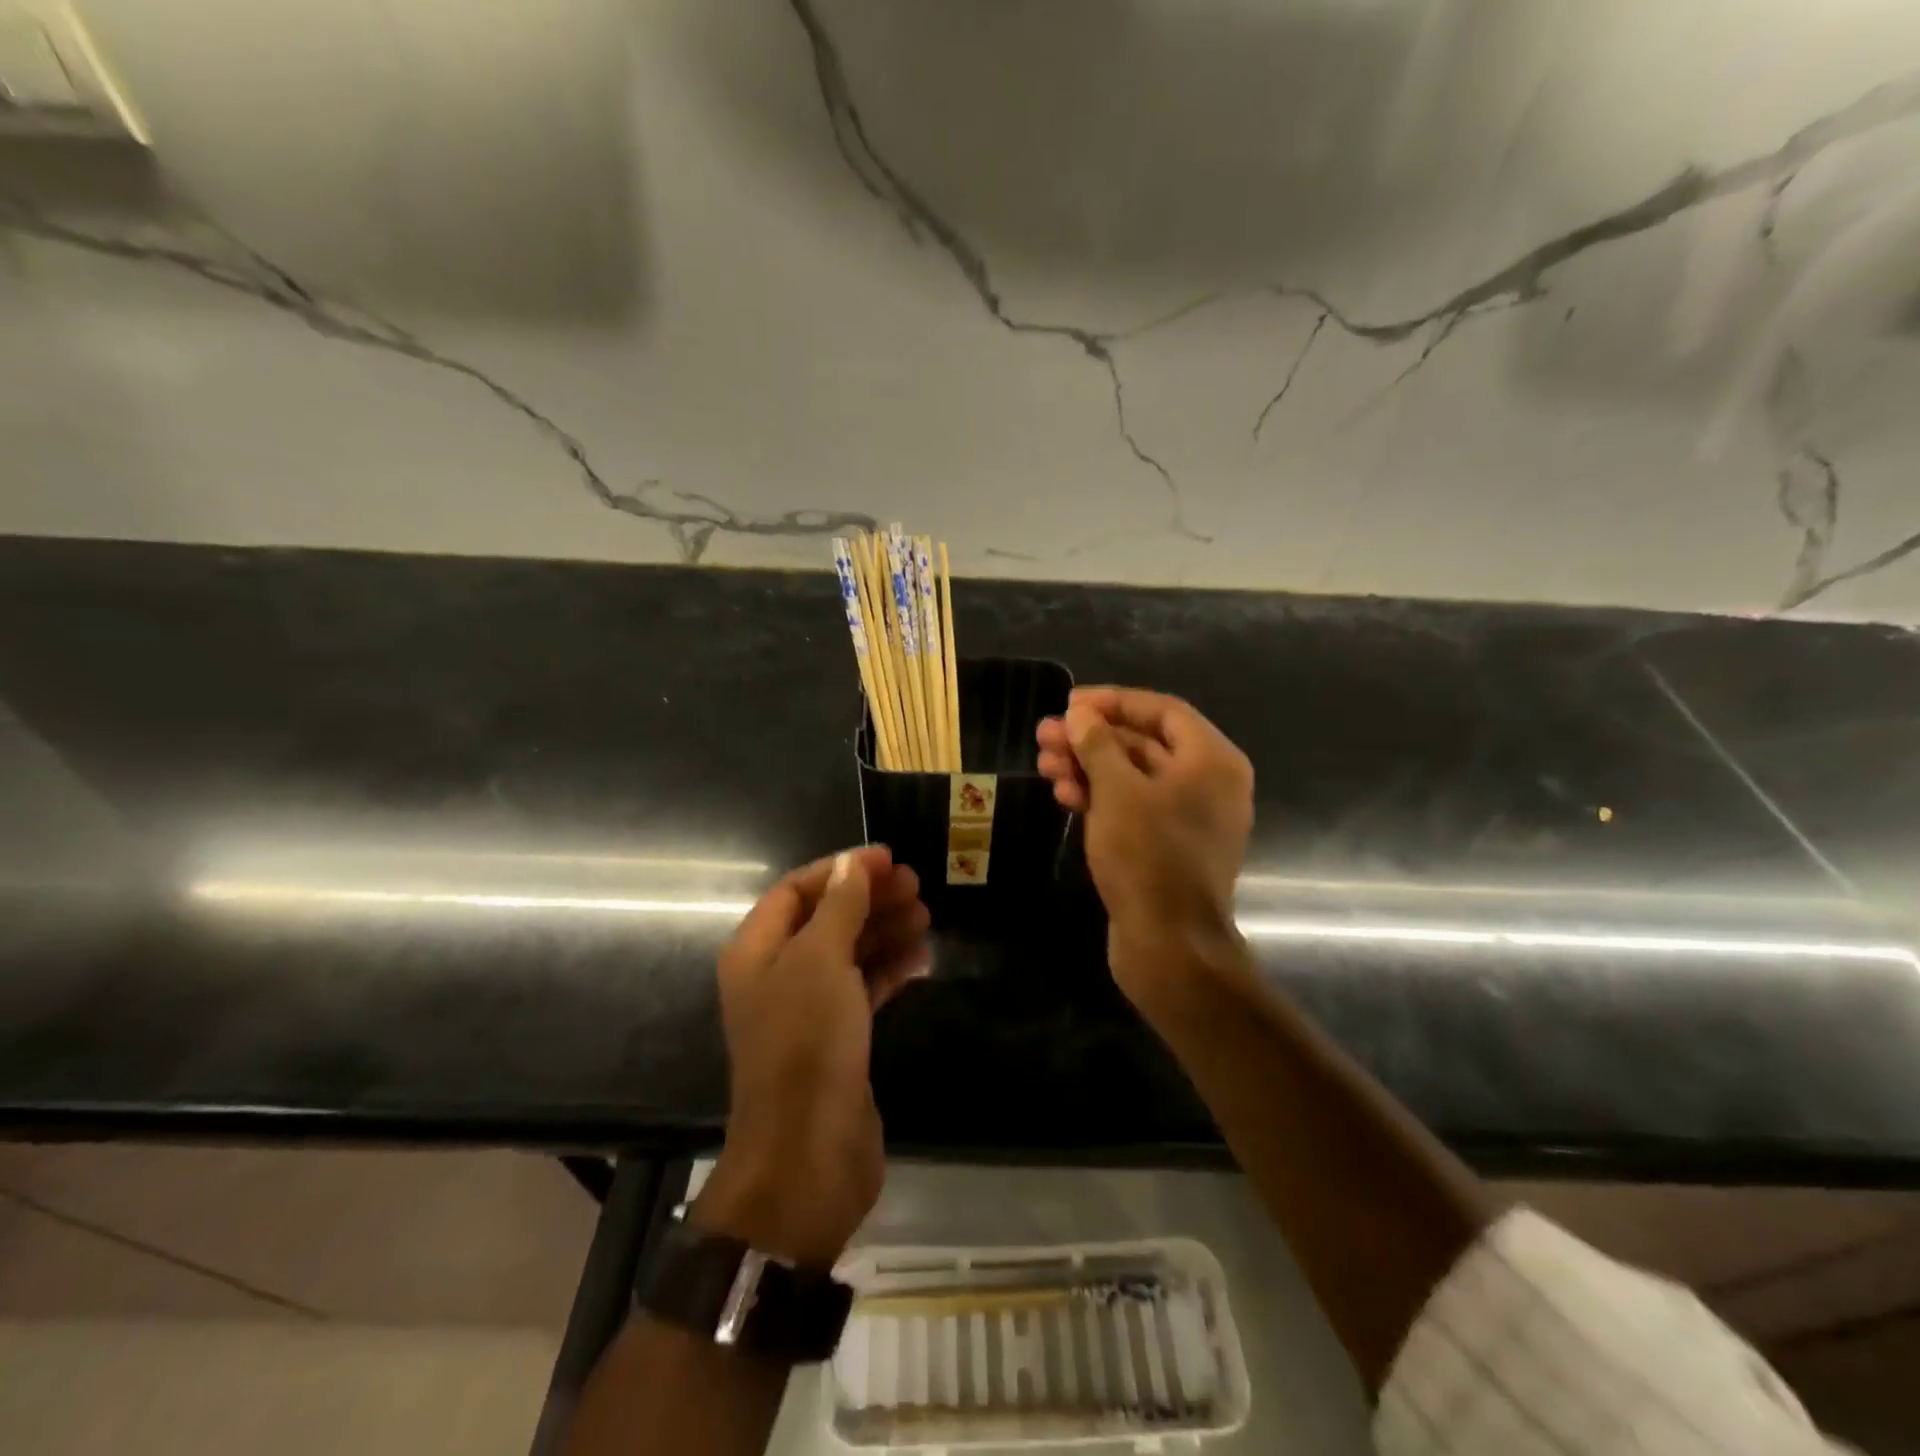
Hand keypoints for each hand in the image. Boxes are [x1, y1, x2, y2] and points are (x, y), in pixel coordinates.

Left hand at [697, 847, 929, 1266]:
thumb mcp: (821, 961)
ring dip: (884, 930)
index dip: (840, 869)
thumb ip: (839, 907)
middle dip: (868, 898)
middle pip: (825, 918)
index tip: (887, 858)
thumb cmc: (807, 1044)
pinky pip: (863, 989)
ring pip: (848, 953)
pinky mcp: (836, 1039)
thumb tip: (852, 863)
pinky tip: (921, 958)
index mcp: (757, 951)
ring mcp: (806, 1010)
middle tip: (916, 885)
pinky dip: (889, 970)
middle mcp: (776, 975)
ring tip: (925, 915)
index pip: (795, 890)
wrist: (808, 1155)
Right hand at [1036, 687, 1253, 1001]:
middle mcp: (1207, 783)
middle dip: (1090, 738)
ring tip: (1043, 764)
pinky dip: (1100, 798)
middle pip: (1143, 743)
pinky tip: (1063, 795)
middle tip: (1043, 735)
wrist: (1169, 944)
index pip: (1162, 710)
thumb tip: (1080, 715)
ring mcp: (1187, 817)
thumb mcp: (1117, 791)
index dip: (1113, 702)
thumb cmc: (1148, 855)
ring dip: (1088, 767)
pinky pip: (1132, 807)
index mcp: (1212, 760)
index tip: (1069, 704)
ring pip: (1132, 777)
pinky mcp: (1166, 846)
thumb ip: (1097, 744)